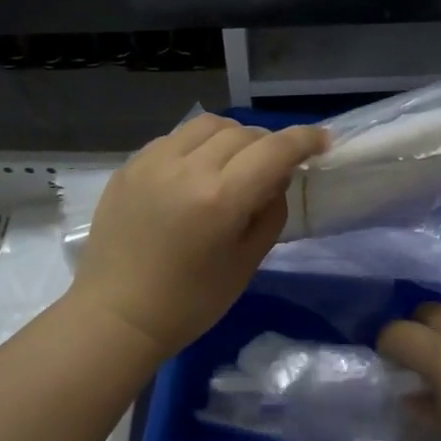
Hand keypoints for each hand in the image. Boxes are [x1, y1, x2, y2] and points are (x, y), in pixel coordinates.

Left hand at [72, 114, 326, 357]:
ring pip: (207, 125)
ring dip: (233, 137)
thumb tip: (277, 179)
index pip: (275, 150)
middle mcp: (186, 168)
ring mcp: (153, 162)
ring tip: (236, 162)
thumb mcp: (247, 263)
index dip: (305, 140)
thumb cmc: (190, 303)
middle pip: (243, 132)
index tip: (322, 141)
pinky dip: (198, 146)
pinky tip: (197, 172)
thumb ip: (271, 213)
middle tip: (275, 168)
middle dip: (269, 144)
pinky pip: (175, 139)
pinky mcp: (130, 166)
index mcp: (220, 198)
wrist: (117, 316)